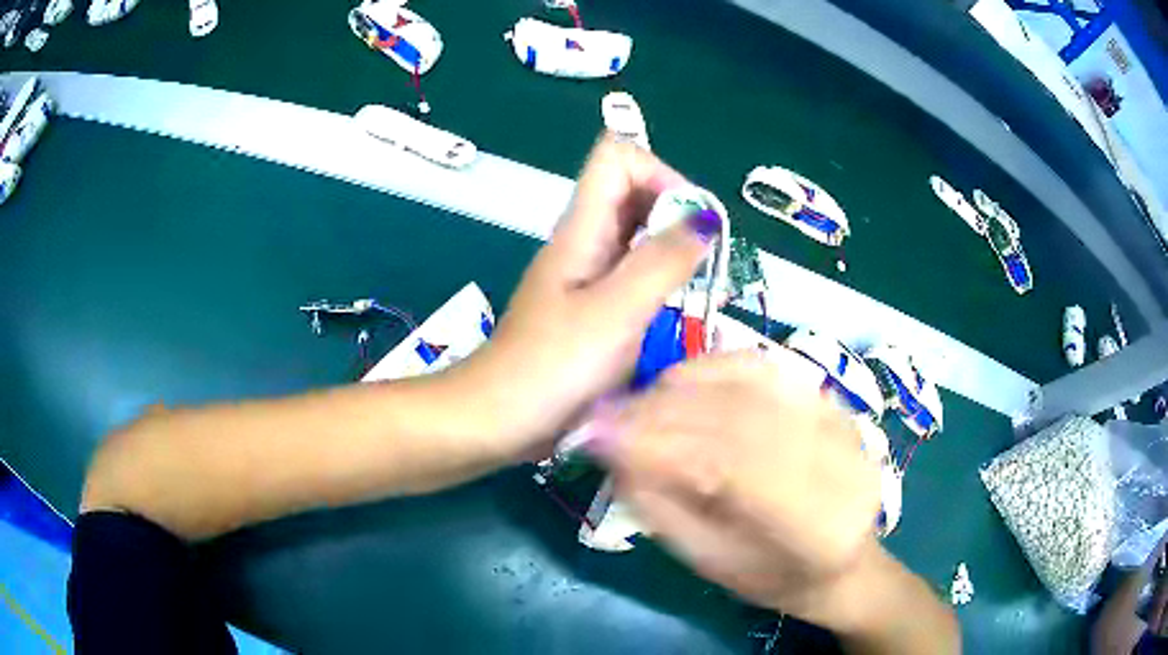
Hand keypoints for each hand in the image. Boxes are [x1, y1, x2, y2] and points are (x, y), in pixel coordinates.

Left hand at [461, 135, 719, 453]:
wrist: (498, 419)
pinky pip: (632, 277)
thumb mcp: (615, 313)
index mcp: (582, 228)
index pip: (618, 157)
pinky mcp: (589, 309)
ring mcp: (585, 276)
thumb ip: (662, 262)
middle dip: (677, 216)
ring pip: (637, 238)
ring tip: (698, 291)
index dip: (660, 174)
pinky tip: (675, 318)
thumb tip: (704, 221)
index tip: (692, 223)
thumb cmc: (551, 368)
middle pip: (634, 194)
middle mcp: (584, 242)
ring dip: (674, 253)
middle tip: (705, 262)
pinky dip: (661, 285)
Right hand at [583, 351, 883, 626]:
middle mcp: (843, 463)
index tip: (599, 436)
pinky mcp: (834, 400)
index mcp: (816, 528)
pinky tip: (681, 382)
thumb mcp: (709, 561)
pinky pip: (767, 366)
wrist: (840, 559)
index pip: (734, 467)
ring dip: (685, 383)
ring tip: (639, 401)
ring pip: (754, 380)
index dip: (661, 444)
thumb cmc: (771, 578)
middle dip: (664, 410)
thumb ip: (662, 508)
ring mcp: (844, 423)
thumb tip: (612, 450)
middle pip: (744, 416)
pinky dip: (714, 366)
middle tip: (608, 414)